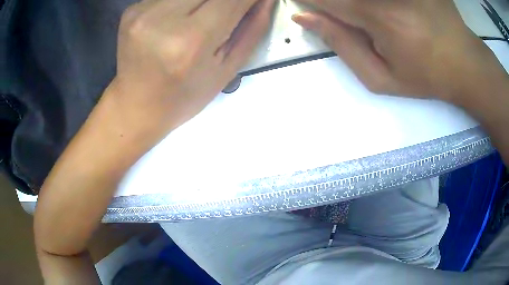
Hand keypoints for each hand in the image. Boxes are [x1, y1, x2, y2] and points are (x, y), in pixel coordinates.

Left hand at [111, 0, 274, 134]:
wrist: (135, 106)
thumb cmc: (183, 97)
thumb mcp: (226, 70)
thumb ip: (251, 29)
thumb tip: (265, 0)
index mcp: (191, 40)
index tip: (256, 1)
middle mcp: (163, 19)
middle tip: (228, 12)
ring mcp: (143, 12)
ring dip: (205, 0)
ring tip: (203, 17)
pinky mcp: (132, 9)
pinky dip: (185, 2)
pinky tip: (181, 17)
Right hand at [292, 0, 496, 100]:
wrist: (465, 63)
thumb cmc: (425, 76)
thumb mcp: (382, 78)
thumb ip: (342, 46)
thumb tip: (306, 19)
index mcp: (378, 17)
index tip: (302, 2)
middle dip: (336, 4)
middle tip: (359, 29)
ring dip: (356, 4)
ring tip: (377, 28)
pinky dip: (372, 4)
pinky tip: (386, 15)